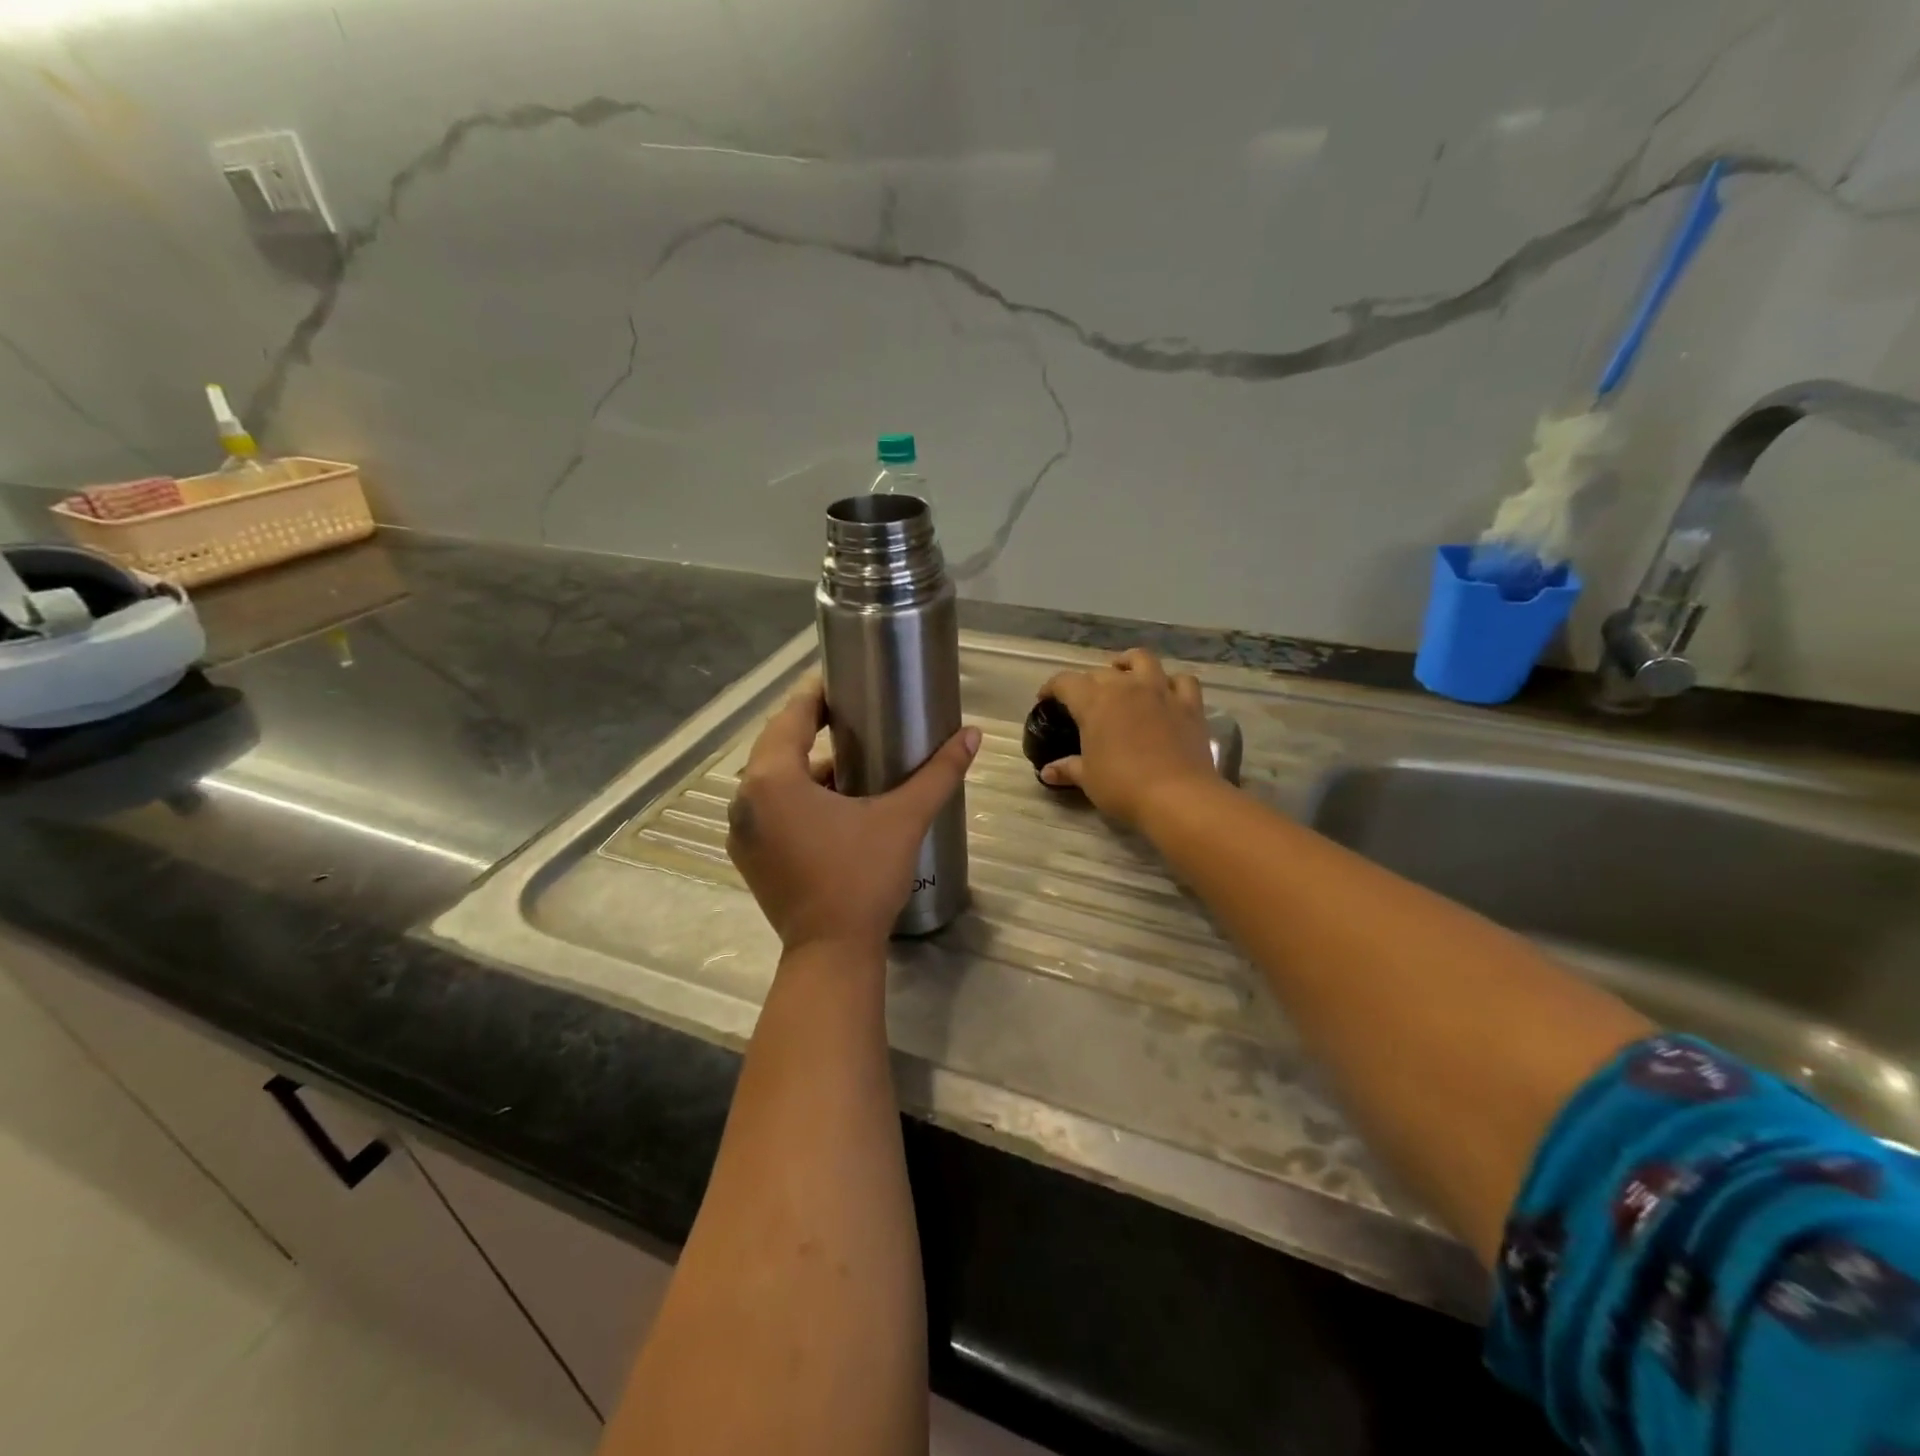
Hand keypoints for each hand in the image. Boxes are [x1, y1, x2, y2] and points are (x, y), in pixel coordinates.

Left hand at [727, 677, 980, 954]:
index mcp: (773, 779)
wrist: (831, 953)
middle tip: (853, 716)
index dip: (818, 694)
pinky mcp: (749, 856)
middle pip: (778, 745)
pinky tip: (833, 803)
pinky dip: (796, 796)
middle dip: (812, 727)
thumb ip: (938, 773)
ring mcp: (742, 831)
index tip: (845, 682)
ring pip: (773, 779)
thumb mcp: (903, 819)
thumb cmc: (862, 878)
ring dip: (806, 765)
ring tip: (851, 759)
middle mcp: (746, 799)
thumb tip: (972, 735)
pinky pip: (769, 808)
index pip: (792, 716)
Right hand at [1037, 649, 1219, 830]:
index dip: (1052, 688)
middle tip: (1084, 702)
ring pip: (1143, 660)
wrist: (1177, 797)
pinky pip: (1182, 681)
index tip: (1045, 699)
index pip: (1065, 682)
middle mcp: (1126, 686)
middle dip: (1088, 682)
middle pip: (1100, 672)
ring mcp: (1161, 692)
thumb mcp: (1088, 779)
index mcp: (1094, 702)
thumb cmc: (1123, 787)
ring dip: (1129, 664)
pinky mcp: (1190, 705)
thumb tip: (1047, 772)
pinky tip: (1166, 692)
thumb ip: (1068, 769)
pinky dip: (1172, 682)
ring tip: (1124, 675)